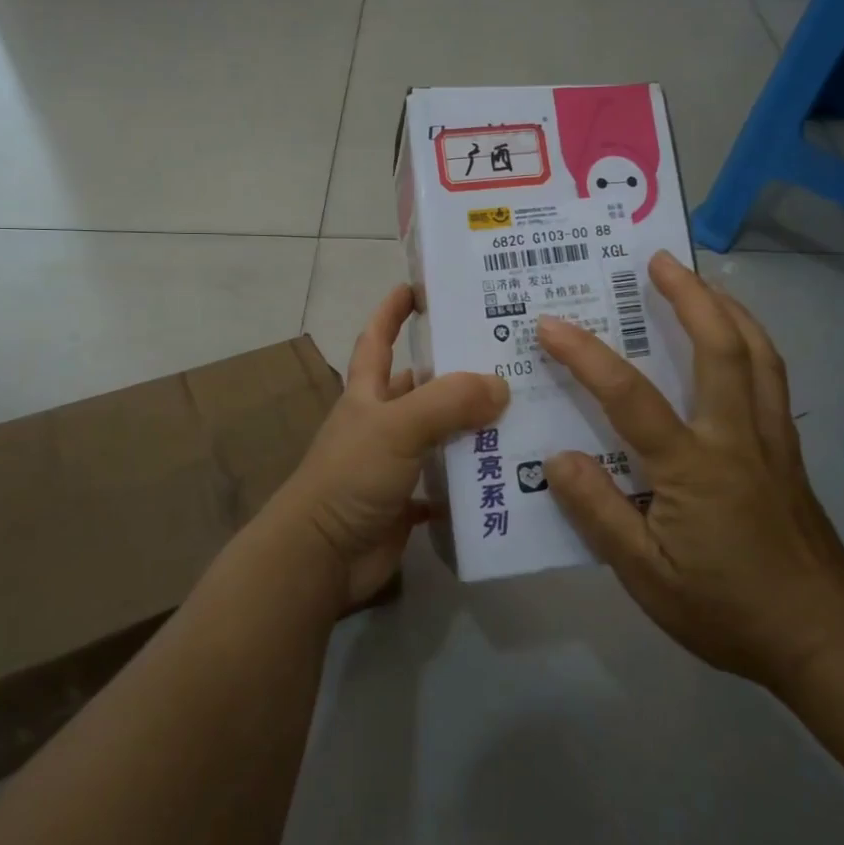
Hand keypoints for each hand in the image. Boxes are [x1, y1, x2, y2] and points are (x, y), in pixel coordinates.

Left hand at [274, 284, 508, 606]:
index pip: (378, 339)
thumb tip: (501, 385)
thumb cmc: (350, 477)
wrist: (320, 557)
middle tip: (508, 356)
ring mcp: (393, 464)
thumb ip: (447, 402)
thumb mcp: (396, 427)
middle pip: (421, 386)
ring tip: (523, 412)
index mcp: (368, 394)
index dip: (393, 310)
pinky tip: (506, 473)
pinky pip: (445, 484)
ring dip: (472, 427)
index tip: (420, 286)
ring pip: (439, 435)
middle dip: (456, 371)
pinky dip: (470, 480)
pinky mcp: (406, 502)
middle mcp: (381, 422)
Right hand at [537, 252, 843, 691]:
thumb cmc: (727, 611)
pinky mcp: (789, 453)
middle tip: (659, 259)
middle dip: (688, 296)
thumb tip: (557, 458)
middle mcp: (736, 438)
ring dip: (728, 309)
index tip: (550, 323)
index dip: (586, 355)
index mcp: (693, 468)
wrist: (825, 638)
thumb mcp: (646, 577)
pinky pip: (773, 379)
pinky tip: (740, 342)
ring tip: (702, 282)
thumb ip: (599, 514)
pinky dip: (753, 344)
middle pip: (719, 349)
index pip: (630, 397)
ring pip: (758, 355)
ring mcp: (771, 441)